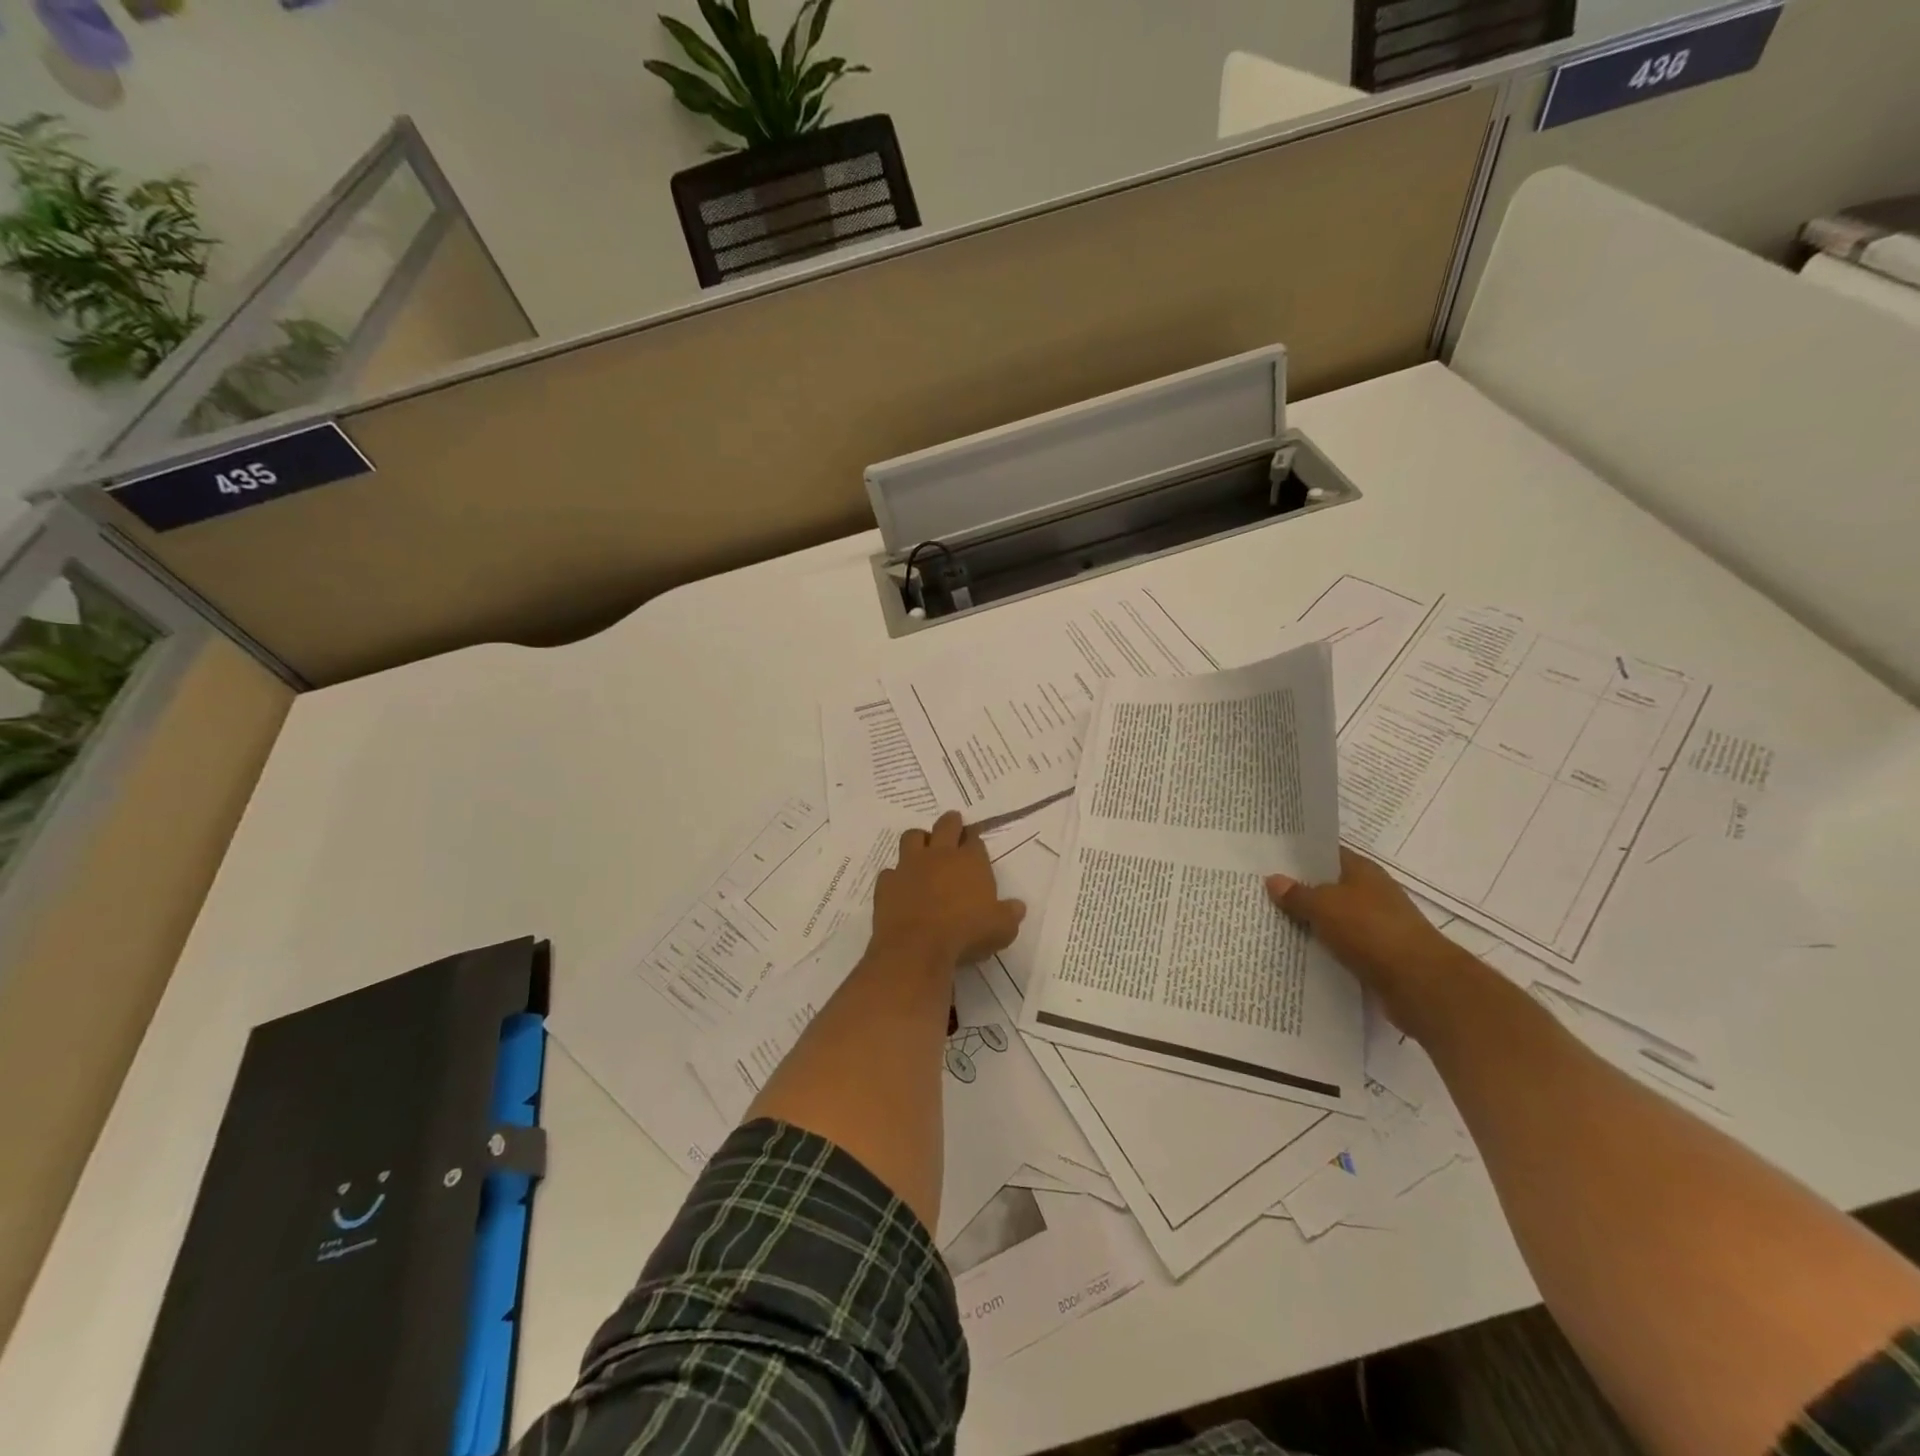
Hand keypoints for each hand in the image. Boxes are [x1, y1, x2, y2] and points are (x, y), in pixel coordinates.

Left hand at [872, 811, 1026, 967]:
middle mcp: (939, 855)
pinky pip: (890, 872)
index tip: (974, 840)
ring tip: (923, 847)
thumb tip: (1018, 907)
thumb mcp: (1001, 929)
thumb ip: (1010, 914)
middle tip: (952, 825)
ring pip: (912, 837)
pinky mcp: (887, 883)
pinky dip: (896, 876)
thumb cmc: (966, 933)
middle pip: (945, 825)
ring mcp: (910, 866)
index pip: (974, 839)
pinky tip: (900, 887)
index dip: (974, 838)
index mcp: (970, 861)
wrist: (917, 947)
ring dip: (919, 839)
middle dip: (951, 823)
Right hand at [1266, 847, 1467, 1036]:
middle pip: (1327, 886)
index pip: (1326, 853)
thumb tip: (1273, 880)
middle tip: (1259, 891)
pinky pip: (1340, 945)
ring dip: (1309, 922)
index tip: (1268, 858)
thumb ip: (1297, 894)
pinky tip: (1296, 951)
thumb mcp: (1324, 906)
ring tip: (1270, 922)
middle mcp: (1371, 893)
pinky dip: (1322, 948)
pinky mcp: (1376, 955)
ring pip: (1332, 918)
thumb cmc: (1371, 931)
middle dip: (1298, 890)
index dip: (1298, 855)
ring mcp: (1376, 924)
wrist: (1420, 983)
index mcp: (1362, 870)